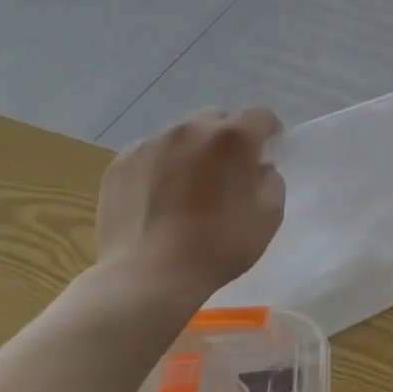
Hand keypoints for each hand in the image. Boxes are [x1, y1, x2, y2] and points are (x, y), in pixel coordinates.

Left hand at [96, 108, 285, 306]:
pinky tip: (162, 196)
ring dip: (195, 149)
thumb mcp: (270, 216)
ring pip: (183, 133)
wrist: (148, 276)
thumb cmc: (218, 246)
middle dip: (230, 137)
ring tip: (191, 184)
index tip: (267, 155)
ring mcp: (151, 143)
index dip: (270, 132)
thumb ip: (271, 180)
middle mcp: (191, 129)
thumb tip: (258, 168)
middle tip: (230, 170)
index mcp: (233, 138)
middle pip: (219, 119)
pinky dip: (163, 164)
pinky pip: (152, 152)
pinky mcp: (120, 162)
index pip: (260, 115)